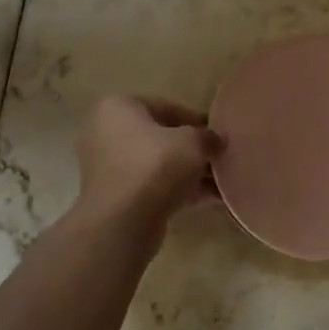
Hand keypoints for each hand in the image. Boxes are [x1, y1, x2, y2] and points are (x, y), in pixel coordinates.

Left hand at [72, 95, 222, 229]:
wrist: (124, 222)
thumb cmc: (156, 166)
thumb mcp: (194, 143)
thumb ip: (208, 137)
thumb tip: (215, 142)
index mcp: (118, 107)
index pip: (166, 107)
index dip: (197, 120)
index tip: (219, 135)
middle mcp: (106, 133)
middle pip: (161, 138)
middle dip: (192, 150)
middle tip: (220, 159)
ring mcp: (109, 168)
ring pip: (158, 165)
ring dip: (189, 173)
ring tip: (222, 182)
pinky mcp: (116, 197)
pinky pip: (154, 187)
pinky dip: (179, 191)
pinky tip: (211, 199)